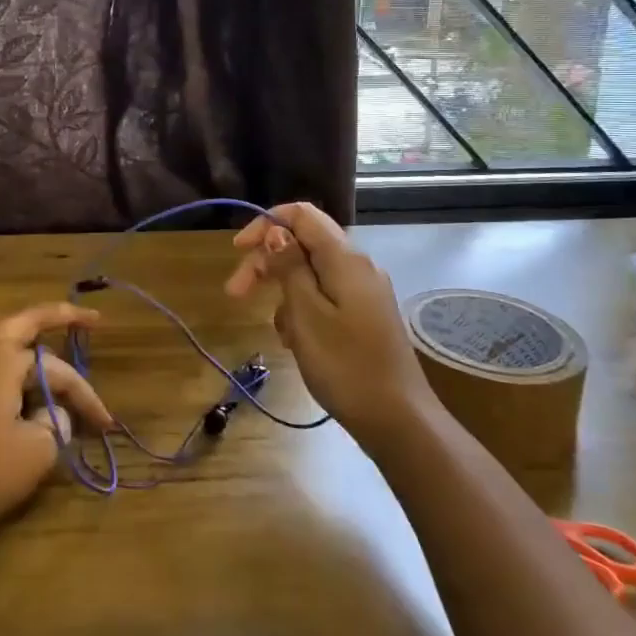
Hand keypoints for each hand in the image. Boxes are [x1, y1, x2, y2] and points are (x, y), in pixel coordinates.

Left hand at [0, 303, 112, 551]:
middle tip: (85, 319)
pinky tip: (3, 375)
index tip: (106, 424)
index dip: (86, 396)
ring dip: (19, 329)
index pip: (58, 370)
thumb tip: (52, 413)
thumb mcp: (34, 453)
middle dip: (56, 317)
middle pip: (21, 320)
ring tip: (39, 338)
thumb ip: (55, 424)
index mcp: (2, 357)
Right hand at [224, 203, 434, 439]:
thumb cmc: (345, 366)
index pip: (301, 214)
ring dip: (284, 293)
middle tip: (236, 294)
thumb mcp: (306, 314)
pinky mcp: (365, 315)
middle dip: (267, 263)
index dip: (266, 224)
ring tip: (278, 332)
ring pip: (311, 273)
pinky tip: (296, 341)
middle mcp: (358, 266)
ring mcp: (364, 291)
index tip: (237, 251)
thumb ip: (290, 266)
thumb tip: (277, 232)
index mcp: (345, 258)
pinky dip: (304, 310)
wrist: (399, 420)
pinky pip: (325, 297)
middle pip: (303, 244)